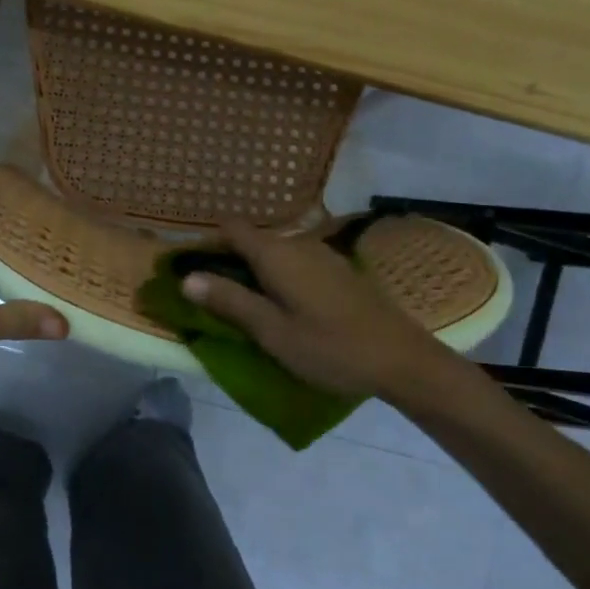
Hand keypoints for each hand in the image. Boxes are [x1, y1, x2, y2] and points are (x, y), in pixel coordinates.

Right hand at [181, 220, 478, 411]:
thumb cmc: (331, 348)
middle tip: (211, 297)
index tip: (190, 269)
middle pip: (252, 240)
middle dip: (227, 261)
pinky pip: (295, 263)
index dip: (206, 243)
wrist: (403, 360)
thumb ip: (230, 301)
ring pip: (274, 253)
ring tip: (244, 306)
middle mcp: (298, 244)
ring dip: (254, 272)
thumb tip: (186, 278)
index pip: (231, 228)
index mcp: (277, 254)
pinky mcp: (338, 271)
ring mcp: (322, 255)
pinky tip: (282, 307)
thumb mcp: (272, 332)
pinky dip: (278, 278)